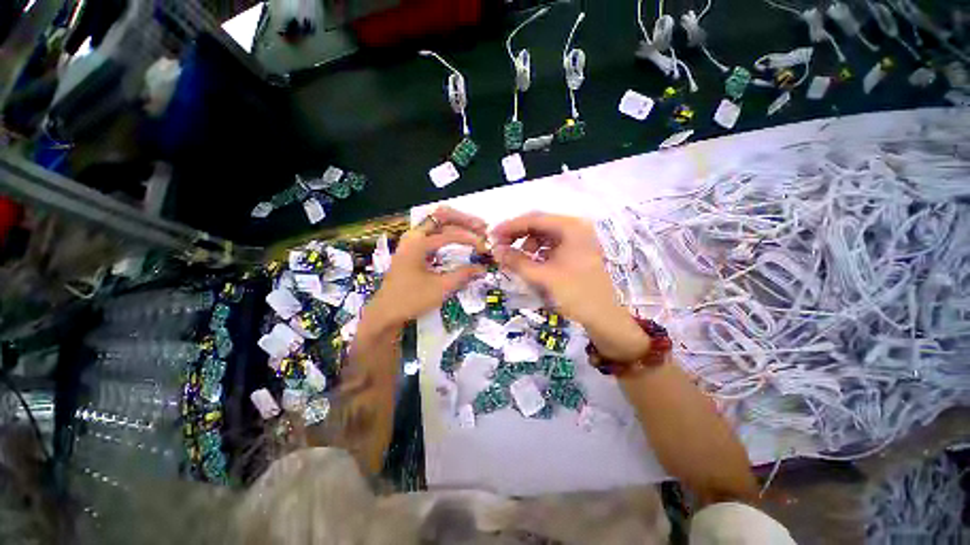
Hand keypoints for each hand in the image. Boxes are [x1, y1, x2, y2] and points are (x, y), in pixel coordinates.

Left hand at [365, 207, 487, 330]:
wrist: (386, 313)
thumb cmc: (411, 300)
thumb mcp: (440, 288)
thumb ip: (463, 275)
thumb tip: (483, 268)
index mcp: (418, 243)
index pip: (451, 234)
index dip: (471, 239)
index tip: (486, 248)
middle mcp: (414, 236)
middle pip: (442, 217)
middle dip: (464, 220)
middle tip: (483, 227)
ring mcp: (412, 241)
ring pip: (437, 222)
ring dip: (456, 223)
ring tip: (475, 229)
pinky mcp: (413, 249)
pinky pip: (433, 232)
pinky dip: (448, 232)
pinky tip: (459, 238)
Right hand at [491, 212, 649, 361]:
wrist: (607, 318)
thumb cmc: (577, 294)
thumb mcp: (543, 277)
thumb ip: (517, 261)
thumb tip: (496, 250)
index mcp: (572, 227)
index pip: (534, 219)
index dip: (510, 226)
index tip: (492, 236)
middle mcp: (576, 228)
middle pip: (539, 225)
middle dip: (517, 236)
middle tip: (500, 248)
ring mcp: (578, 240)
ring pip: (544, 236)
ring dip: (527, 245)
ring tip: (516, 259)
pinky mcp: (577, 251)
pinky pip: (552, 246)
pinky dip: (538, 253)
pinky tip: (530, 263)